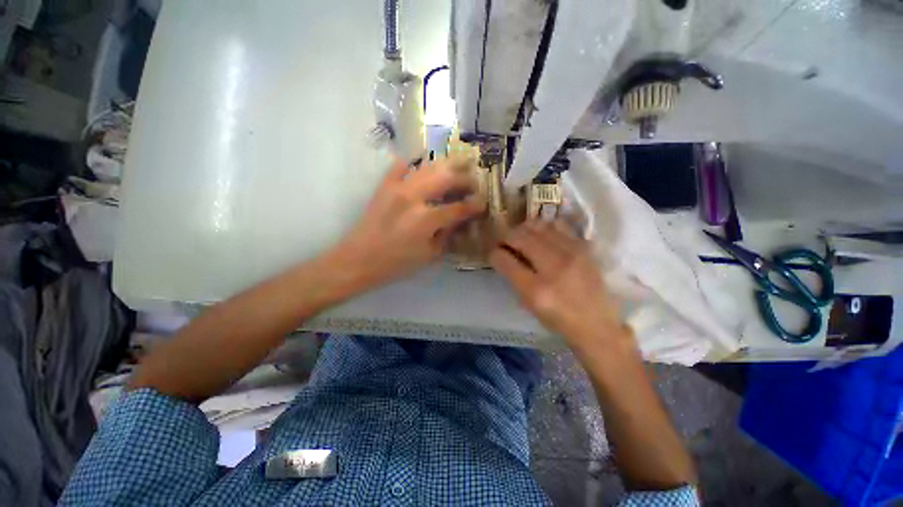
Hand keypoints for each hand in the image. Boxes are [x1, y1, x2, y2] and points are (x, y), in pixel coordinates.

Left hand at [330, 158, 483, 289]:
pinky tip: (422, 166)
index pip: (459, 207)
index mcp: (426, 219)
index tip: (483, 203)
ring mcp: (398, 187)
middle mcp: (414, 197)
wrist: (359, 259)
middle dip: (465, 179)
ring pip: (428, 167)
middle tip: (474, 182)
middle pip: (447, 178)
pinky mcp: (385, 185)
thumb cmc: (396, 263)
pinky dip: (414, 163)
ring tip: (458, 168)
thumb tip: (461, 221)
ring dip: (447, 166)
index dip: (475, 205)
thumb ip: (447, 235)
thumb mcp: (429, 255)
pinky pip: (401, 165)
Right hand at [490, 220, 624, 349]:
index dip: (494, 253)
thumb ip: (514, 278)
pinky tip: (542, 235)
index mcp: (535, 289)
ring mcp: (571, 253)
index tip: (493, 253)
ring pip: (537, 227)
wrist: (597, 323)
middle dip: (506, 237)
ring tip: (521, 236)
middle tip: (505, 243)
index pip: (504, 260)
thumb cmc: (558, 319)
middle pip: (519, 238)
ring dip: (523, 229)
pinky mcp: (583, 247)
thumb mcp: (529, 304)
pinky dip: (544, 227)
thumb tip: (504, 256)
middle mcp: (552, 267)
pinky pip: (557, 225)